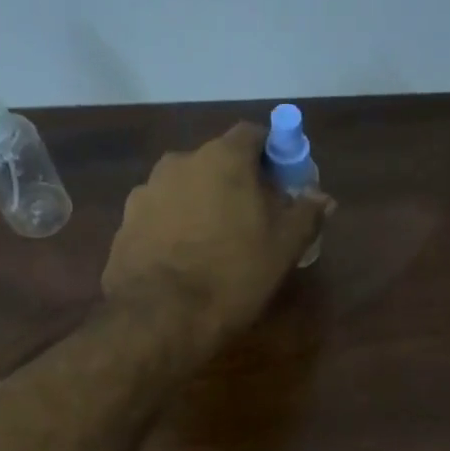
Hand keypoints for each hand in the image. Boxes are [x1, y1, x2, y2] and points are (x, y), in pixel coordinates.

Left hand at [103, 122, 330, 347]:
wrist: (160, 316)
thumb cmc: (233, 273)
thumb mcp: (284, 247)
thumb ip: (306, 214)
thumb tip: (323, 197)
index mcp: (223, 158)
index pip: (253, 134)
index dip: (272, 155)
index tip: (283, 184)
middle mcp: (180, 161)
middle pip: (217, 162)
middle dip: (237, 183)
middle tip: (254, 220)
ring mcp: (147, 190)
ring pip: (187, 188)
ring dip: (204, 205)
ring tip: (216, 245)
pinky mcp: (126, 222)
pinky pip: (161, 215)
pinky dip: (176, 227)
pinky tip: (185, 260)